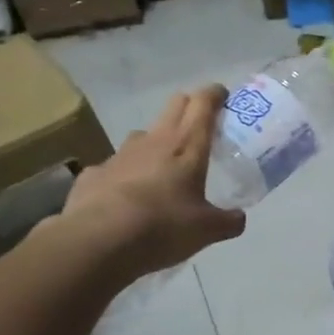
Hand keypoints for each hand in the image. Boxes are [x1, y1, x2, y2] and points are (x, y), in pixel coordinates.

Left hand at [50, 86, 245, 281]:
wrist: (98, 240)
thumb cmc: (163, 226)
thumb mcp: (207, 230)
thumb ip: (228, 221)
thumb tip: (239, 218)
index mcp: (187, 145)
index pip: (203, 103)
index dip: (215, 94)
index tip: (223, 96)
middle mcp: (154, 140)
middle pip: (174, 106)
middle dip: (189, 108)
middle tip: (201, 128)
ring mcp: (120, 155)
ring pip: (143, 135)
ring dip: (157, 142)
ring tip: (164, 167)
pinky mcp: (94, 173)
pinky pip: (115, 167)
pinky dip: (126, 175)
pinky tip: (127, 198)